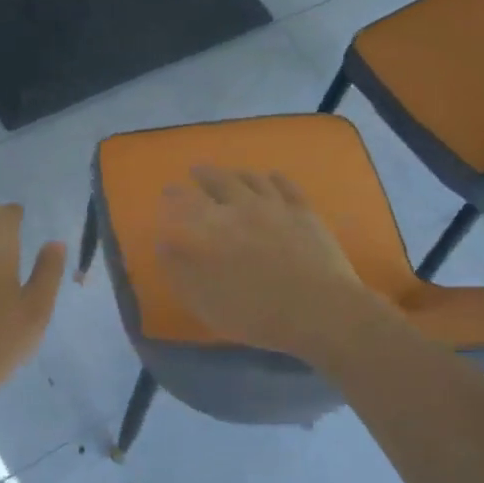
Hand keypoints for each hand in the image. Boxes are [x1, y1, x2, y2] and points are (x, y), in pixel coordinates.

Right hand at [156, 166, 385, 361]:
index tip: (167, 189)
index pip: (188, 203)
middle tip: (195, 170)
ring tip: (230, 173)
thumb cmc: (255, 312)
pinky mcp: (305, 214)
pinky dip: (275, 178)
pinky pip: (287, 186)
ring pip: (253, 179)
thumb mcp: (205, 300)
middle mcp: (243, 208)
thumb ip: (181, 270)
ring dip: (238, 173)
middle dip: (205, 175)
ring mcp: (277, 208)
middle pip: (220, 182)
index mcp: (215, 229)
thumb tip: (164, 242)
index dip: (175, 195)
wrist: (319, 311)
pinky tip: (271, 176)